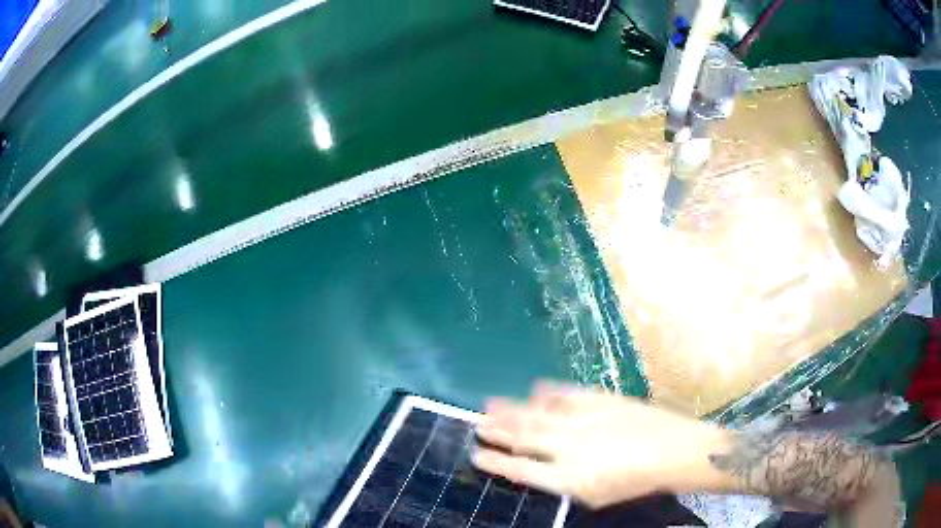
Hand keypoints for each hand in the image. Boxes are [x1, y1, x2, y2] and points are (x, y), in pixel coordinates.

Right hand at [473, 382, 729, 507]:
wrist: (674, 451)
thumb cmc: (635, 483)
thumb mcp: (595, 496)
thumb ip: (565, 484)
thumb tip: (542, 470)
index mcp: (568, 477)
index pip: (521, 470)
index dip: (496, 462)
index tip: (476, 454)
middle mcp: (570, 447)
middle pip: (524, 437)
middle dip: (497, 430)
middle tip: (477, 423)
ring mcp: (584, 420)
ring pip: (539, 414)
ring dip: (513, 409)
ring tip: (491, 404)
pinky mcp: (600, 400)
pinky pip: (566, 394)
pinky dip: (547, 392)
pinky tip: (534, 389)